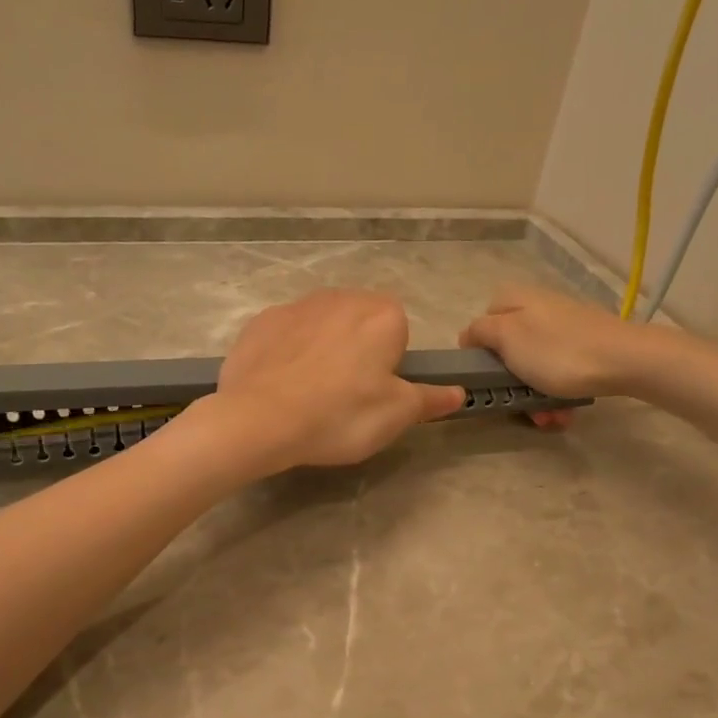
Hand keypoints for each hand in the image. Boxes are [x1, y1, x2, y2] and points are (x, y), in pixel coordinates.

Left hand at [199, 289, 465, 474]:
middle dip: (357, 353)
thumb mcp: (396, 415)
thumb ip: (430, 399)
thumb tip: (458, 392)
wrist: (258, 419)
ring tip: (309, 395)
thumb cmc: (340, 415)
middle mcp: (341, 297)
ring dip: (322, 351)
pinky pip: (286, 336)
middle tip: (345, 398)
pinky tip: (280, 387)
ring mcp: (296, 306)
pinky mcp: (260, 321)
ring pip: (321, 328)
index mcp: (382, 315)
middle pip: (360, 325)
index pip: (399, 332)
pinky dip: (287, 355)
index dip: (390, 365)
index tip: (375, 393)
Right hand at [457, 284, 652, 400]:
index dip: (479, 352)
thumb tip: (469, 335)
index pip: (481, 322)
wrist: (624, 360)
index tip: (485, 378)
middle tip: (517, 405)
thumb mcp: (506, 338)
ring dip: (535, 395)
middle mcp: (538, 307)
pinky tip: (564, 411)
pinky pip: (561, 371)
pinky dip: (558, 392)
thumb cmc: (556, 351)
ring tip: (547, 417)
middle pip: (510, 349)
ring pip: (535, 365)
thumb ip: (480, 332)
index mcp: (515, 299)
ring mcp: (565, 326)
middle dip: (511, 383)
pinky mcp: (587, 345)